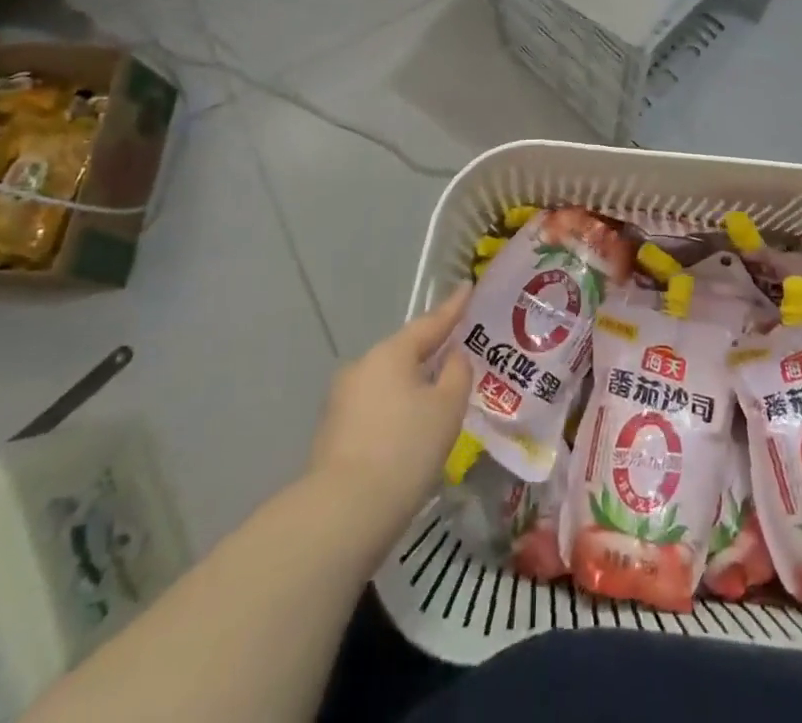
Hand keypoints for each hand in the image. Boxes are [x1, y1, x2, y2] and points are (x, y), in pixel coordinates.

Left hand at [309, 285, 473, 553]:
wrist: (343, 514)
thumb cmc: (405, 449)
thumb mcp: (447, 407)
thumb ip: (457, 372)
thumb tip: (453, 356)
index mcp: (391, 352)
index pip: (430, 323)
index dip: (453, 308)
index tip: (468, 287)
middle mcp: (362, 367)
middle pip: (405, 352)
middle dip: (431, 352)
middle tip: (459, 351)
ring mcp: (342, 400)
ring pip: (389, 382)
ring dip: (412, 385)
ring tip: (439, 396)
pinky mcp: (333, 433)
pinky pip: (376, 408)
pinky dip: (396, 411)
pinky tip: (410, 430)